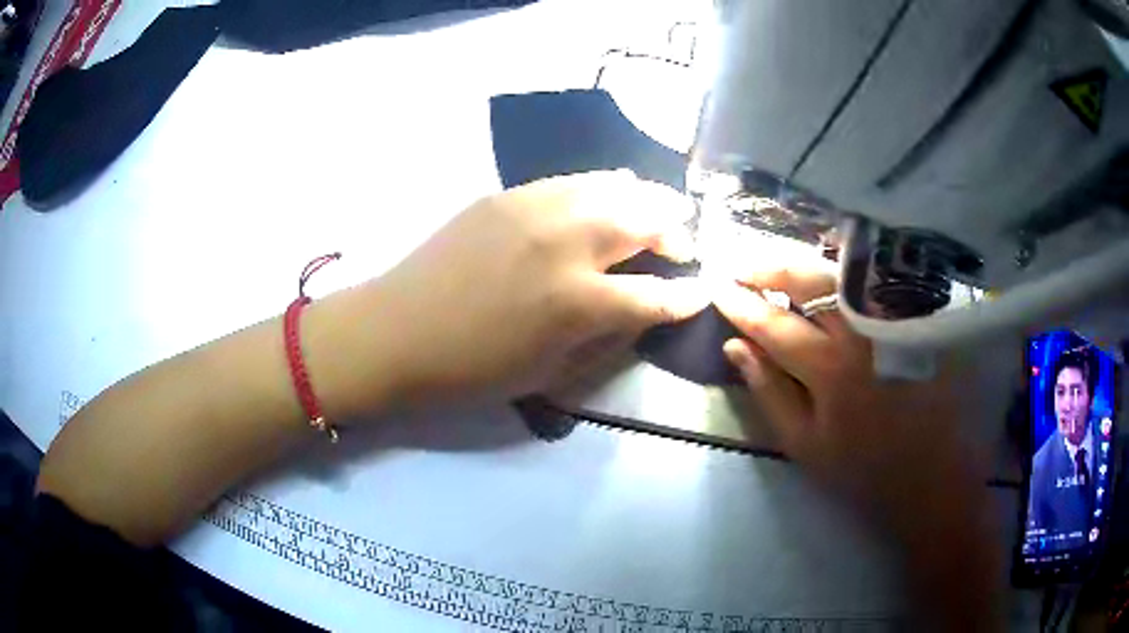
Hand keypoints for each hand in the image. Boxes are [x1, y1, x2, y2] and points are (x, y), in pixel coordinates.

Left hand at [359, 170, 707, 405]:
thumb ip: (607, 340)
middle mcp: (566, 243)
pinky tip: (605, 199)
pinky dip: (603, 188)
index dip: (686, 295)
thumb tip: (642, 311)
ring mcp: (535, 207)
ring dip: (645, 200)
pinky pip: (573, 180)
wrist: (394, 331)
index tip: (700, 291)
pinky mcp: (508, 194)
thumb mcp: (549, 375)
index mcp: (578, 302)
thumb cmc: (471, 369)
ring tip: (656, 213)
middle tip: (683, 243)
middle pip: (645, 219)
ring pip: (613, 186)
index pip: (656, 294)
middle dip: (676, 231)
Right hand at [713, 263, 988, 526]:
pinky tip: (828, 273)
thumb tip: (734, 346)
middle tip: (743, 266)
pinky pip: (874, 278)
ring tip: (777, 265)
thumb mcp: (805, 444)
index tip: (717, 287)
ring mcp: (894, 315)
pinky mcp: (917, 312)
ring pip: (842, 269)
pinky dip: (844, 269)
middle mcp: (863, 329)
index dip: (741, 303)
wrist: (932, 472)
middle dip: (768, 266)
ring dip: (804, 262)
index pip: (773, 323)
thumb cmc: (864, 466)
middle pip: (809, 278)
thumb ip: (768, 392)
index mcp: (831, 368)